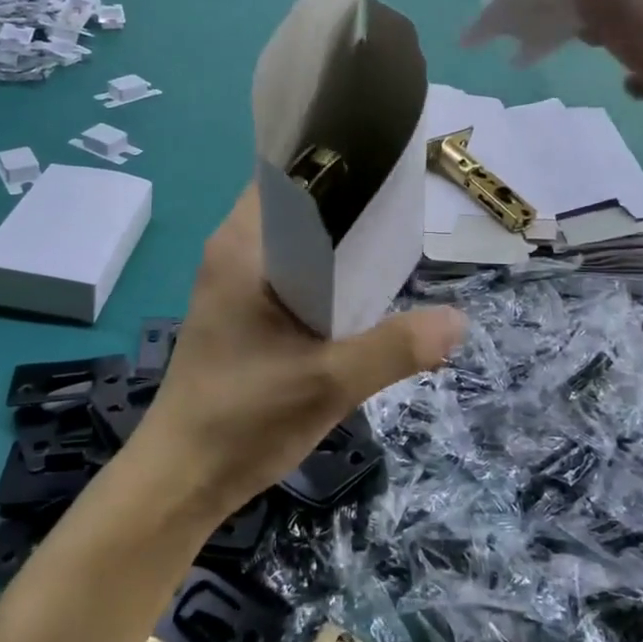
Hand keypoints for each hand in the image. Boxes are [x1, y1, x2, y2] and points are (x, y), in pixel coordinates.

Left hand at [127, 186, 465, 522]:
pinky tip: (359, 285)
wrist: (182, 478)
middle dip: (346, 202)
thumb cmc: (244, 419)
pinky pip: (288, 267)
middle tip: (402, 204)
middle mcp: (233, 250)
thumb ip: (395, 348)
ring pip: (293, 238)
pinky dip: (322, 267)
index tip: (385, 164)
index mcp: (242, 246)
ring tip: (391, 237)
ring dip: (335, 238)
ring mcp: (233, 280)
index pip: (289, 175)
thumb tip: (459, 319)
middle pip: (296, 204)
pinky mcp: (240, 308)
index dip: (337, 163)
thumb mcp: (329, 382)